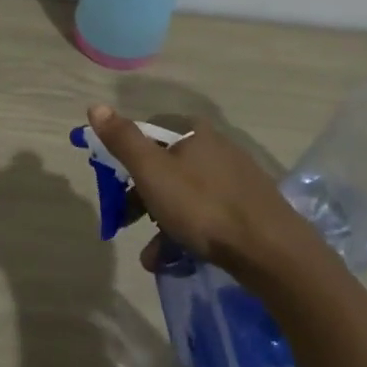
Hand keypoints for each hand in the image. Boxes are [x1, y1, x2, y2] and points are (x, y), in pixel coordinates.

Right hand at [86, 104, 340, 290]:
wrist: (271, 251)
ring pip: (182, 194)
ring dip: (159, 223)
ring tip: (150, 256)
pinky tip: (173, 260)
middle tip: (122, 221)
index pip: (147, 132)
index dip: (123, 157)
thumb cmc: (203, 206)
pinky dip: (184, 233)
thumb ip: (123, 140)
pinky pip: (203, 214)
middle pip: (163, 165)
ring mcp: (233, 177)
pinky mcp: (246, 206)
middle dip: (138, 197)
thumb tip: (95, 106)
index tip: (110, 185)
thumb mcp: (152, 172)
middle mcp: (214, 146)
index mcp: (193, 131)